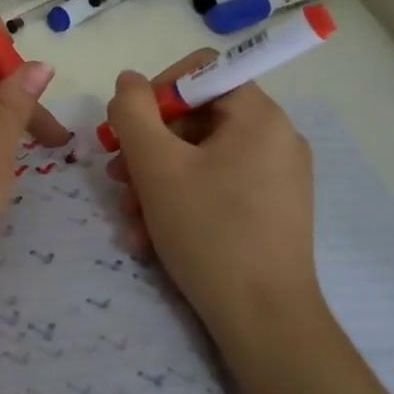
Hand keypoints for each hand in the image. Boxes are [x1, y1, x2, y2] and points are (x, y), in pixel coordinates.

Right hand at [104, 53, 318, 331]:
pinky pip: (216, 186)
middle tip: (117, 175)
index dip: (157, 90)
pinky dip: (181, 202)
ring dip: (156, 181)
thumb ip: (133, 112)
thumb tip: (129, 81)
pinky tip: (150, 237)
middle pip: (196, 118)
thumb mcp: (156, 165)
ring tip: (130, 217)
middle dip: (148, 147)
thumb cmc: (209, 231)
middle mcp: (274, 138)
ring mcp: (276, 176)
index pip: (201, 71)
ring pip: (200, 158)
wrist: (265, 322)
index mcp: (258, 116)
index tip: (128, 127)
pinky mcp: (270, 210)